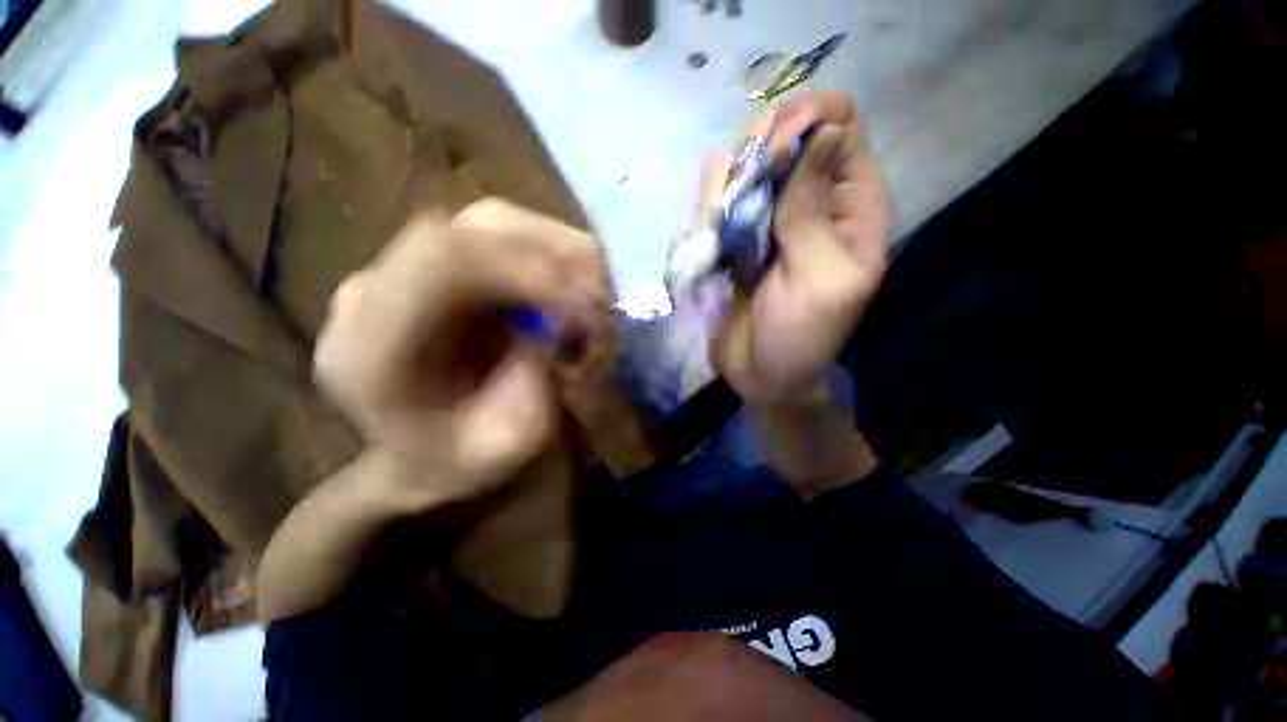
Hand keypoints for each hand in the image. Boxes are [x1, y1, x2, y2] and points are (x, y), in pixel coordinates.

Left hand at [314, 199, 610, 507]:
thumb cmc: (464, 461)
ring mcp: (403, 268)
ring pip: (492, 224)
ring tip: (596, 293)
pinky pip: (501, 237)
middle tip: (607, 294)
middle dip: (555, 258)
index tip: (591, 302)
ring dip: (558, 254)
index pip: (444, 264)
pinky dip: (550, 255)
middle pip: (472, 231)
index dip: (530, 271)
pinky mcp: (436, 264)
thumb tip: (570, 319)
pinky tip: (574, 286)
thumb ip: (539, 380)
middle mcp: (376, 291)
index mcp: (370, 348)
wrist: (426, 454)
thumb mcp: (513, 440)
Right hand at [705, 92, 888, 405]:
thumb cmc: (802, 335)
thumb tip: (826, 130)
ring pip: (743, 159)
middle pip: (785, 130)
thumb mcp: (820, 278)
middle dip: (755, 151)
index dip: (807, 120)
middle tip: (737, 197)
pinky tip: (708, 234)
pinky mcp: (734, 232)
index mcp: (852, 204)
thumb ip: (815, 210)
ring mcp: (767, 213)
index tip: (772, 153)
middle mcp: (810, 197)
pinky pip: (717, 194)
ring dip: (724, 183)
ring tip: (718, 227)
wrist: (761, 373)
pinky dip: (707, 204)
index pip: (841, 123)